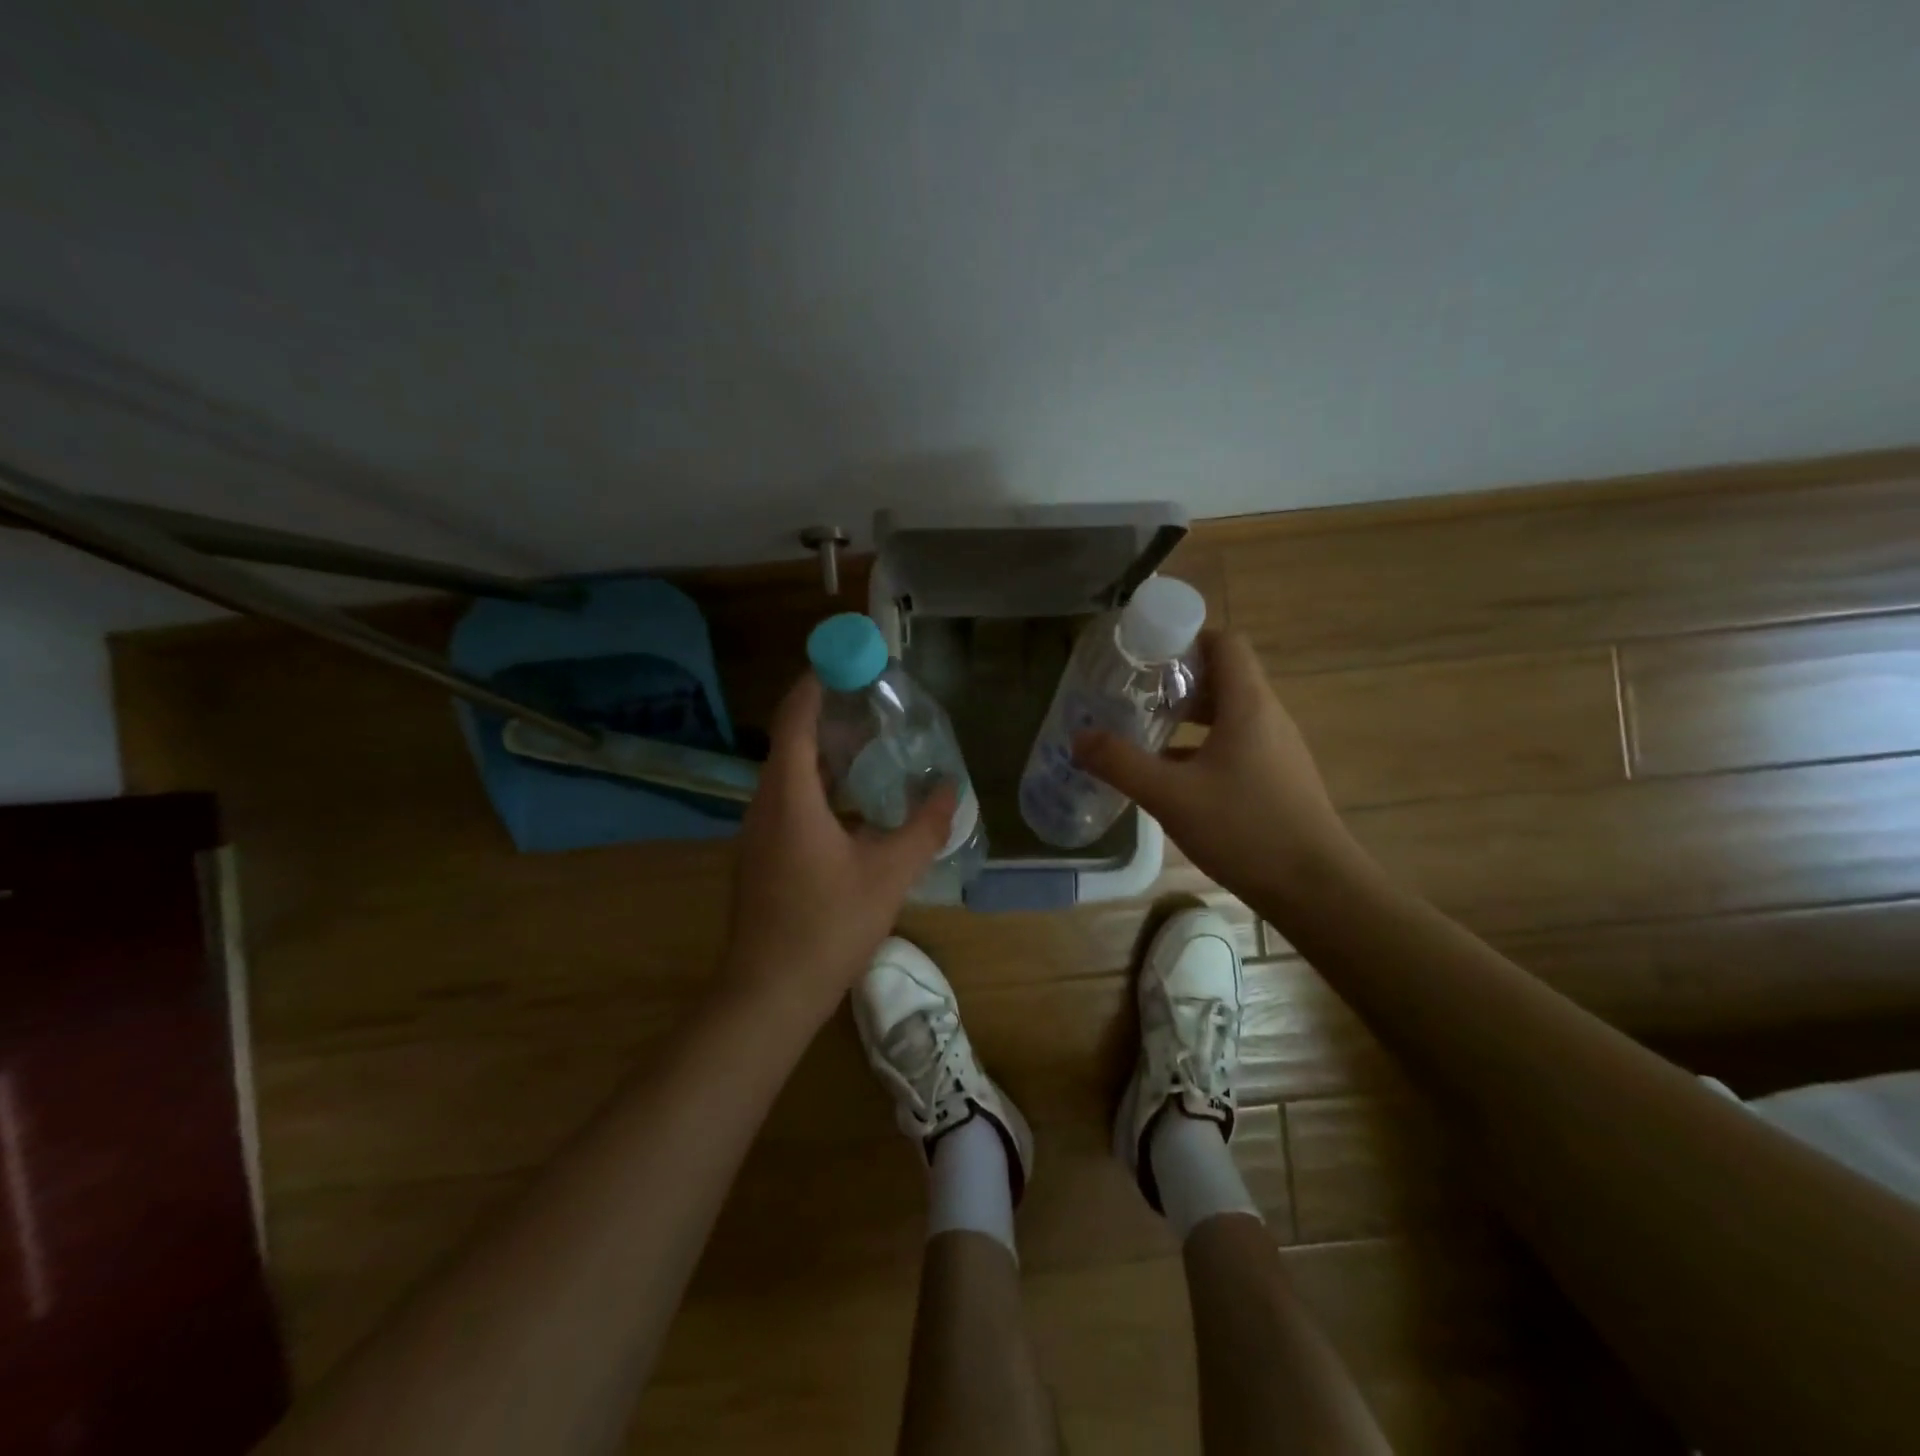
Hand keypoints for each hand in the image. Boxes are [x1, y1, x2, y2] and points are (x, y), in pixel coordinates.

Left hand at [719, 673, 956, 1023]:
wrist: (769, 994)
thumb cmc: (828, 925)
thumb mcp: (889, 874)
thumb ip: (924, 828)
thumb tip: (950, 791)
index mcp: (789, 796)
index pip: (796, 718)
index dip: (816, 683)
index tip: (846, 661)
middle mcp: (764, 805)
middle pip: (792, 743)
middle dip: (829, 718)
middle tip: (874, 706)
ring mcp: (757, 834)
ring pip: (789, 777)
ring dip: (825, 757)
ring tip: (870, 750)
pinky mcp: (760, 859)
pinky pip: (788, 805)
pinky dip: (818, 790)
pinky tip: (852, 809)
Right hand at [1073, 630, 1366, 906]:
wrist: (1316, 889)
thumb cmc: (1244, 829)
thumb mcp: (1170, 796)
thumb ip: (1120, 763)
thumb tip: (1078, 738)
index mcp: (1248, 705)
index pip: (1225, 643)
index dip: (1186, 639)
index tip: (1145, 657)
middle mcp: (1268, 717)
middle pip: (1224, 677)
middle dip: (1178, 681)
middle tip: (1135, 695)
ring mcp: (1277, 750)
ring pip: (1229, 714)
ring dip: (1189, 716)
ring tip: (1146, 731)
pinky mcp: (1278, 779)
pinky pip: (1236, 745)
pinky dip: (1203, 747)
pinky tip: (1173, 776)